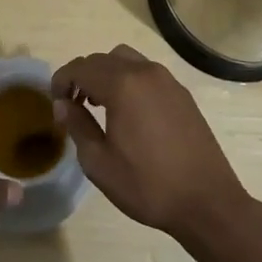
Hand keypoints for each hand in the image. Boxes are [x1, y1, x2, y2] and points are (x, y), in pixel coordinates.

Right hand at [51, 45, 249, 245]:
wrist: (207, 202)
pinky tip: (129, 111)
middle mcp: (144, 72)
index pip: (81, 68)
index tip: (54, 102)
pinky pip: (146, 72)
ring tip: (100, 103)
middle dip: (82, 76)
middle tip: (72, 104)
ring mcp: (167, 80)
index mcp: (122, 85)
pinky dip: (129, 80)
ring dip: (106, 73)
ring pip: (126, 59)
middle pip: (102, 59)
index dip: (62, 80)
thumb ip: (78, 126)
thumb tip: (63, 104)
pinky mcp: (181, 93)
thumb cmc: (148, 185)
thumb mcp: (100, 163)